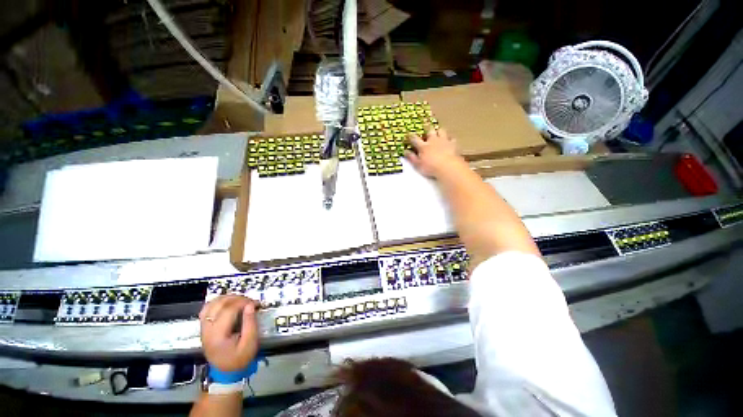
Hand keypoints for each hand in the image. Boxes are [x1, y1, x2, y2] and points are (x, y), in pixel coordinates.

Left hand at [199, 295, 259, 371]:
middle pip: (219, 304)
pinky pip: (207, 307)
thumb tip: (250, 307)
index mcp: (218, 334)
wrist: (225, 372)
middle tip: (248, 300)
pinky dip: (217, 302)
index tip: (254, 303)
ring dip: (226, 298)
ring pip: (212, 303)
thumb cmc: (238, 361)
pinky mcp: (202, 325)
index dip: (242, 303)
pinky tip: (226, 303)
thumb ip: (251, 326)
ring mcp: (203, 325)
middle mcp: (207, 327)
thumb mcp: (249, 347)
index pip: (228, 310)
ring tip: (239, 300)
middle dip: (235, 299)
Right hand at [405, 128, 463, 177]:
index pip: (414, 138)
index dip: (411, 136)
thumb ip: (412, 158)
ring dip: (440, 132)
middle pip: (430, 131)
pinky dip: (451, 140)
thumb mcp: (418, 165)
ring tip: (439, 133)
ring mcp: (444, 141)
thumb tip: (405, 151)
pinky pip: (452, 139)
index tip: (409, 135)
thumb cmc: (431, 167)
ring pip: (441, 131)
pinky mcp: (453, 145)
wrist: (448, 167)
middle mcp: (433, 141)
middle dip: (428, 130)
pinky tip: (451, 142)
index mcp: (423, 146)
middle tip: (427, 131)